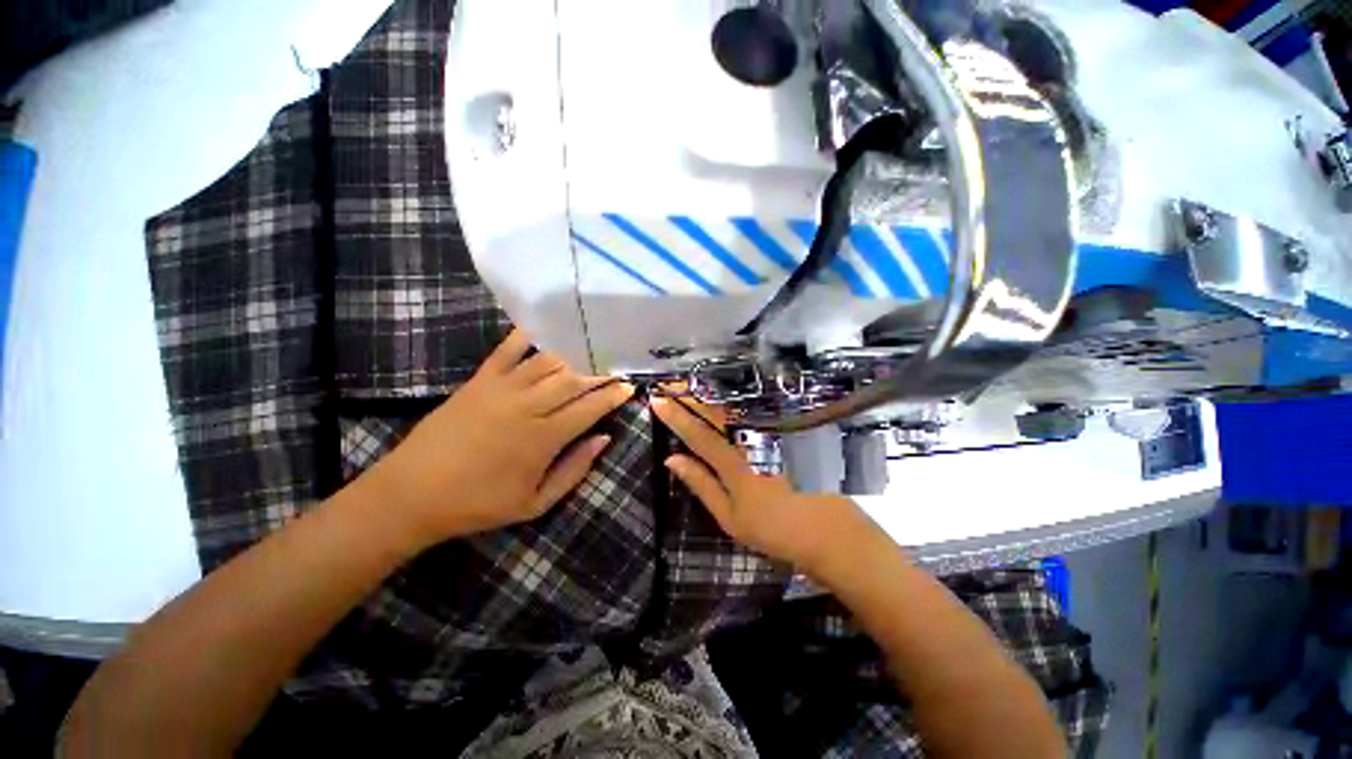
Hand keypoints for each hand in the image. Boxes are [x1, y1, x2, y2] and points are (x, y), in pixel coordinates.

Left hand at [365, 330, 634, 544]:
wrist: (411, 493)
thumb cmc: (479, 503)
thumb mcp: (535, 503)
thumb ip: (575, 470)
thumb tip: (604, 439)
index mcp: (544, 438)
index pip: (590, 408)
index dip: (613, 395)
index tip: (630, 386)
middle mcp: (528, 406)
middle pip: (574, 379)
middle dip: (601, 371)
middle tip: (618, 365)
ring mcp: (502, 388)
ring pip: (549, 361)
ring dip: (575, 354)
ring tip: (593, 349)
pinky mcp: (480, 380)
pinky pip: (508, 349)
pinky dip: (528, 335)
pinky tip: (546, 327)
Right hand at [650, 396, 871, 570]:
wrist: (825, 528)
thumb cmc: (772, 528)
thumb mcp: (729, 516)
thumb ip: (701, 484)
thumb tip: (671, 459)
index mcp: (732, 462)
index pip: (697, 433)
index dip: (675, 416)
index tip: (656, 400)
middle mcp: (749, 441)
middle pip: (715, 412)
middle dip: (690, 395)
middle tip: (670, 382)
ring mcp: (767, 435)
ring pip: (733, 409)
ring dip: (708, 395)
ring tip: (689, 385)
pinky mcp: (781, 434)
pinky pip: (750, 413)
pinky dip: (730, 403)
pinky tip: (722, 398)